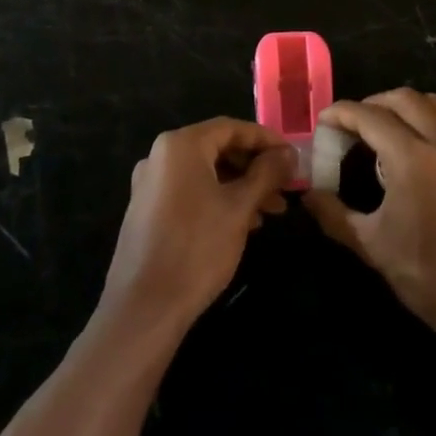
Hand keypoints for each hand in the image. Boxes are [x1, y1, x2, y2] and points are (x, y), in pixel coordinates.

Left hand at [100, 117, 294, 330]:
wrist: (143, 308)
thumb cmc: (196, 248)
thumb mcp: (239, 208)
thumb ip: (266, 174)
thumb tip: (289, 154)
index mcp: (181, 145)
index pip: (231, 128)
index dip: (265, 139)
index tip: (291, 157)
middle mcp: (161, 155)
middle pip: (217, 149)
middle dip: (254, 167)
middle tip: (284, 188)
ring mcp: (150, 183)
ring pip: (205, 173)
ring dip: (239, 186)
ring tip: (270, 212)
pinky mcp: (147, 210)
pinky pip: (190, 191)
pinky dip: (218, 199)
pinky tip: (241, 224)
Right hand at [304, 89, 435, 345]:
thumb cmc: (430, 278)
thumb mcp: (373, 247)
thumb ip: (335, 215)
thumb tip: (308, 195)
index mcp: (413, 159)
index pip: (370, 117)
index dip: (342, 113)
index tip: (323, 121)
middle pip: (403, 99)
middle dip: (372, 103)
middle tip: (351, 125)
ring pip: (432, 104)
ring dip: (402, 106)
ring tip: (381, 130)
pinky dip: (425, 121)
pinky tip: (412, 151)